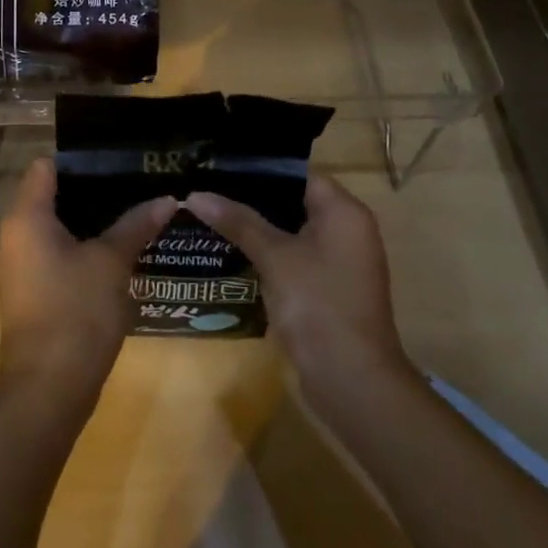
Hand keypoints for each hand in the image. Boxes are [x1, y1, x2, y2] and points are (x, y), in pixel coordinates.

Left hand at [0, 159, 175, 412]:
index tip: (117, 161)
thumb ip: (136, 225)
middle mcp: (15, 234)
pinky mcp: (30, 291)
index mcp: (27, 216)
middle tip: (134, 185)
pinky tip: (116, 252)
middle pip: (51, 195)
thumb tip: (166, 199)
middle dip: (92, 191)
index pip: (47, 166)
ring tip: (132, 213)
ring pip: (55, 227)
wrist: (48, 390)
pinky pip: (55, 253)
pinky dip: (81, 247)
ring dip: (90, 221)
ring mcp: (20, 265)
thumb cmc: (76, 312)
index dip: (81, 160)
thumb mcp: (112, 263)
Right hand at [186, 176, 412, 405]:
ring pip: (290, 231)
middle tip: (207, 188)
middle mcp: (346, 230)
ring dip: (255, 227)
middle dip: (250, 198)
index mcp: (343, 212)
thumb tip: (195, 194)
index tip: (219, 166)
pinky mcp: (327, 288)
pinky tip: (230, 251)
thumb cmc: (317, 304)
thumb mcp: (274, 256)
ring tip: (209, 214)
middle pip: (293, 201)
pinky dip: (266, 253)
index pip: (298, 174)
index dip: (258, 169)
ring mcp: (338, 262)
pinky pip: (293, 258)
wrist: (351, 381)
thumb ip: (237, 221)